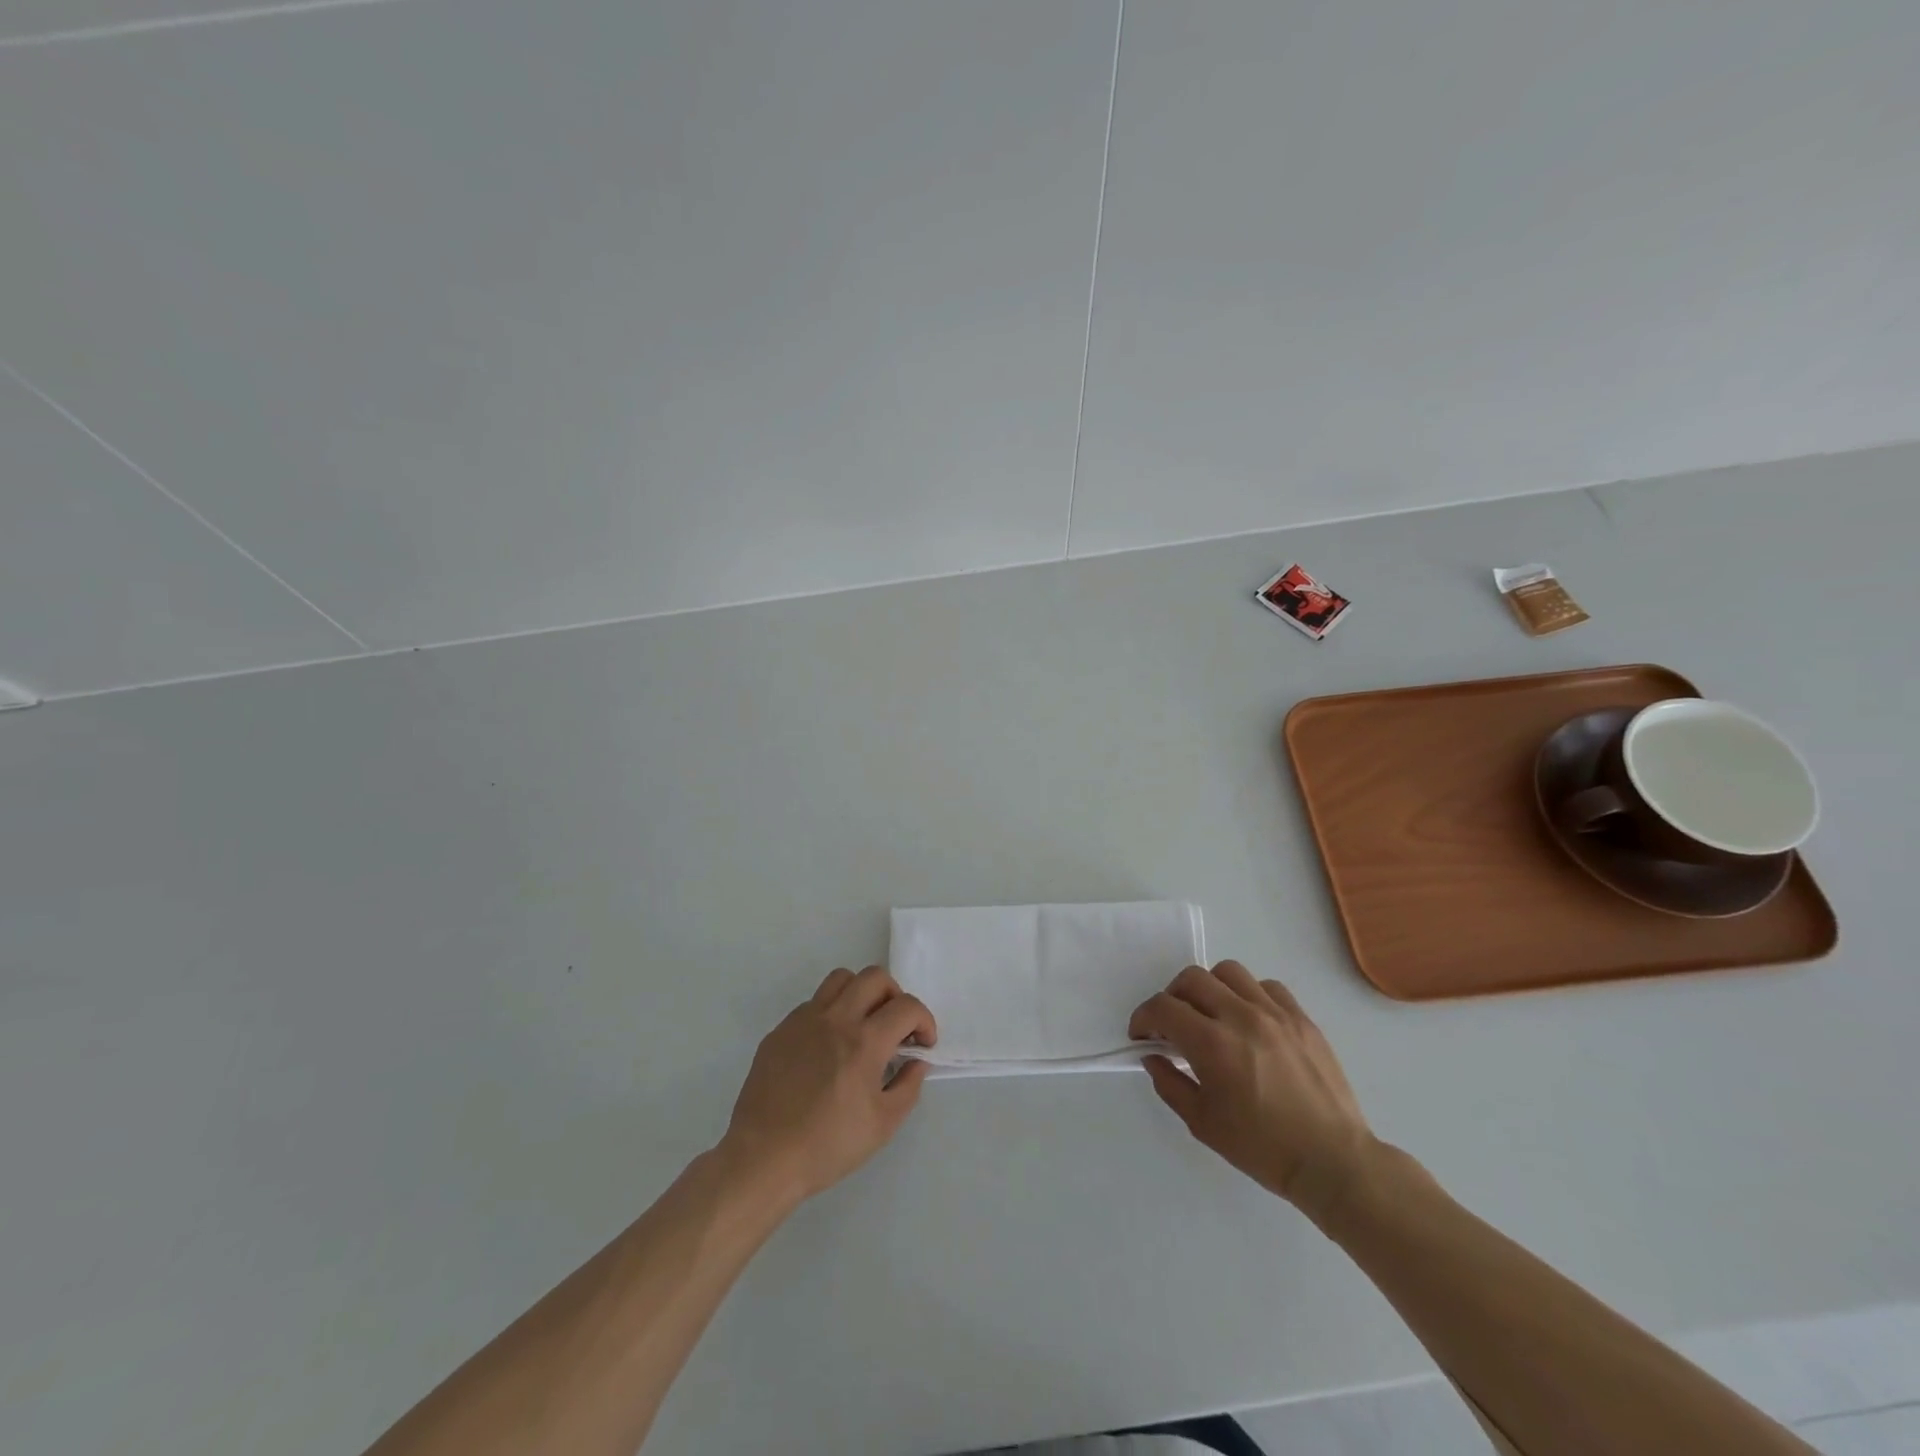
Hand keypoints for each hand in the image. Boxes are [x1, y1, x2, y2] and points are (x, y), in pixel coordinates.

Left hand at [719, 966, 935, 1204]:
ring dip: (861, 994)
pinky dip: (831, 1013)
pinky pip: (813, 1004)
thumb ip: (908, 1086)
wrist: (763, 1158)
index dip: (924, 1021)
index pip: (907, 1007)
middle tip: (895, 1027)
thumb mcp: (883, 1125)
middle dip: (896, 997)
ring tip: (862, 1024)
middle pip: (875, 977)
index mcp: (865, 1042)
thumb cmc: (827, 1146)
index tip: (922, 1044)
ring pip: (841, 979)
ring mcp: (804, 1020)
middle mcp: (836, 1019)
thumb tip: (917, 1061)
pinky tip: (827, 1047)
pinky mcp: (781, 1030)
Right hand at [1130, 962, 1376, 1218]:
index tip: (1142, 1035)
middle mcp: (1242, 1017)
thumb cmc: (1263, 1149)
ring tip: (1211, 1014)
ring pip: (1228, 972)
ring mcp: (1275, 1013)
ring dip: (1209, 988)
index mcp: (1213, 1044)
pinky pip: (1266, 986)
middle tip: (1172, 1024)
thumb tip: (1153, 1056)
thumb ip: (1170, 1083)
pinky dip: (1248, 995)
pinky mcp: (1302, 1018)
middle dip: (1171, 997)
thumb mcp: (1202, 1123)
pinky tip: (1249, 1020)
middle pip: (1191, 978)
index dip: (1143, 1017)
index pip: (1163, 1007)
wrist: (1333, 1161)